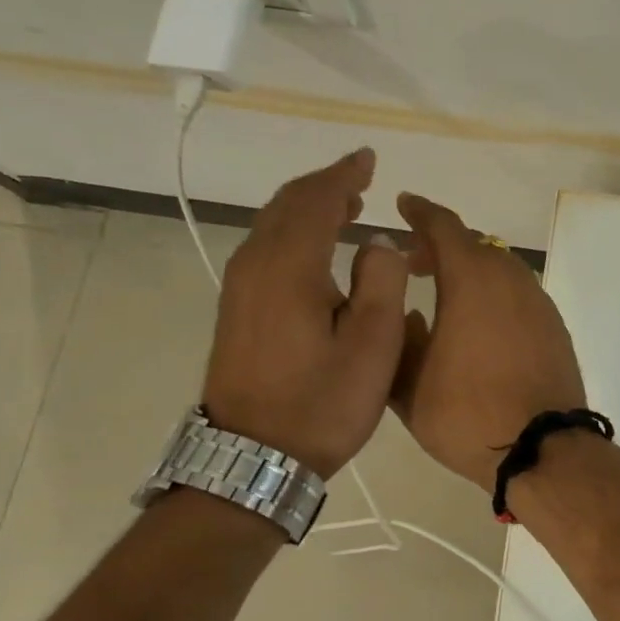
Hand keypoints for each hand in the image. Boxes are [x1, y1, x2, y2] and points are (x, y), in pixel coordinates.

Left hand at [201, 148, 407, 476]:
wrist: (251, 461)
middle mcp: (256, 267)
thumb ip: (382, 280)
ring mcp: (240, 289)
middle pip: (287, 205)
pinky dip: (294, 230)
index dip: (343, 175)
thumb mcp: (374, 345)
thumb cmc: (321, 403)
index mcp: (290, 268)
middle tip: (359, 177)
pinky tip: (315, 245)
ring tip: (345, 205)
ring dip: (308, 207)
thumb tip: (376, 241)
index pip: (316, 201)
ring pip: (273, 225)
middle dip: (324, 185)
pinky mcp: (237, 309)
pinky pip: (266, 247)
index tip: (368, 159)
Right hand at [389, 194, 585, 490]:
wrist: (542, 446)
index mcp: (472, 278)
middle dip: (441, 245)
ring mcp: (537, 300)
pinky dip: (493, 292)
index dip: (421, 212)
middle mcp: (509, 278)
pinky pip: (517, 292)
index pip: (444, 226)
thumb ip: (401, 338)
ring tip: (444, 294)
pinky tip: (478, 324)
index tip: (404, 204)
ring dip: (470, 270)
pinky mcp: (554, 324)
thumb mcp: (411, 383)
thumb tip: (408, 313)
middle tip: (413, 263)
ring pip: (499, 267)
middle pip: (473, 244)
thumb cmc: (467, 412)